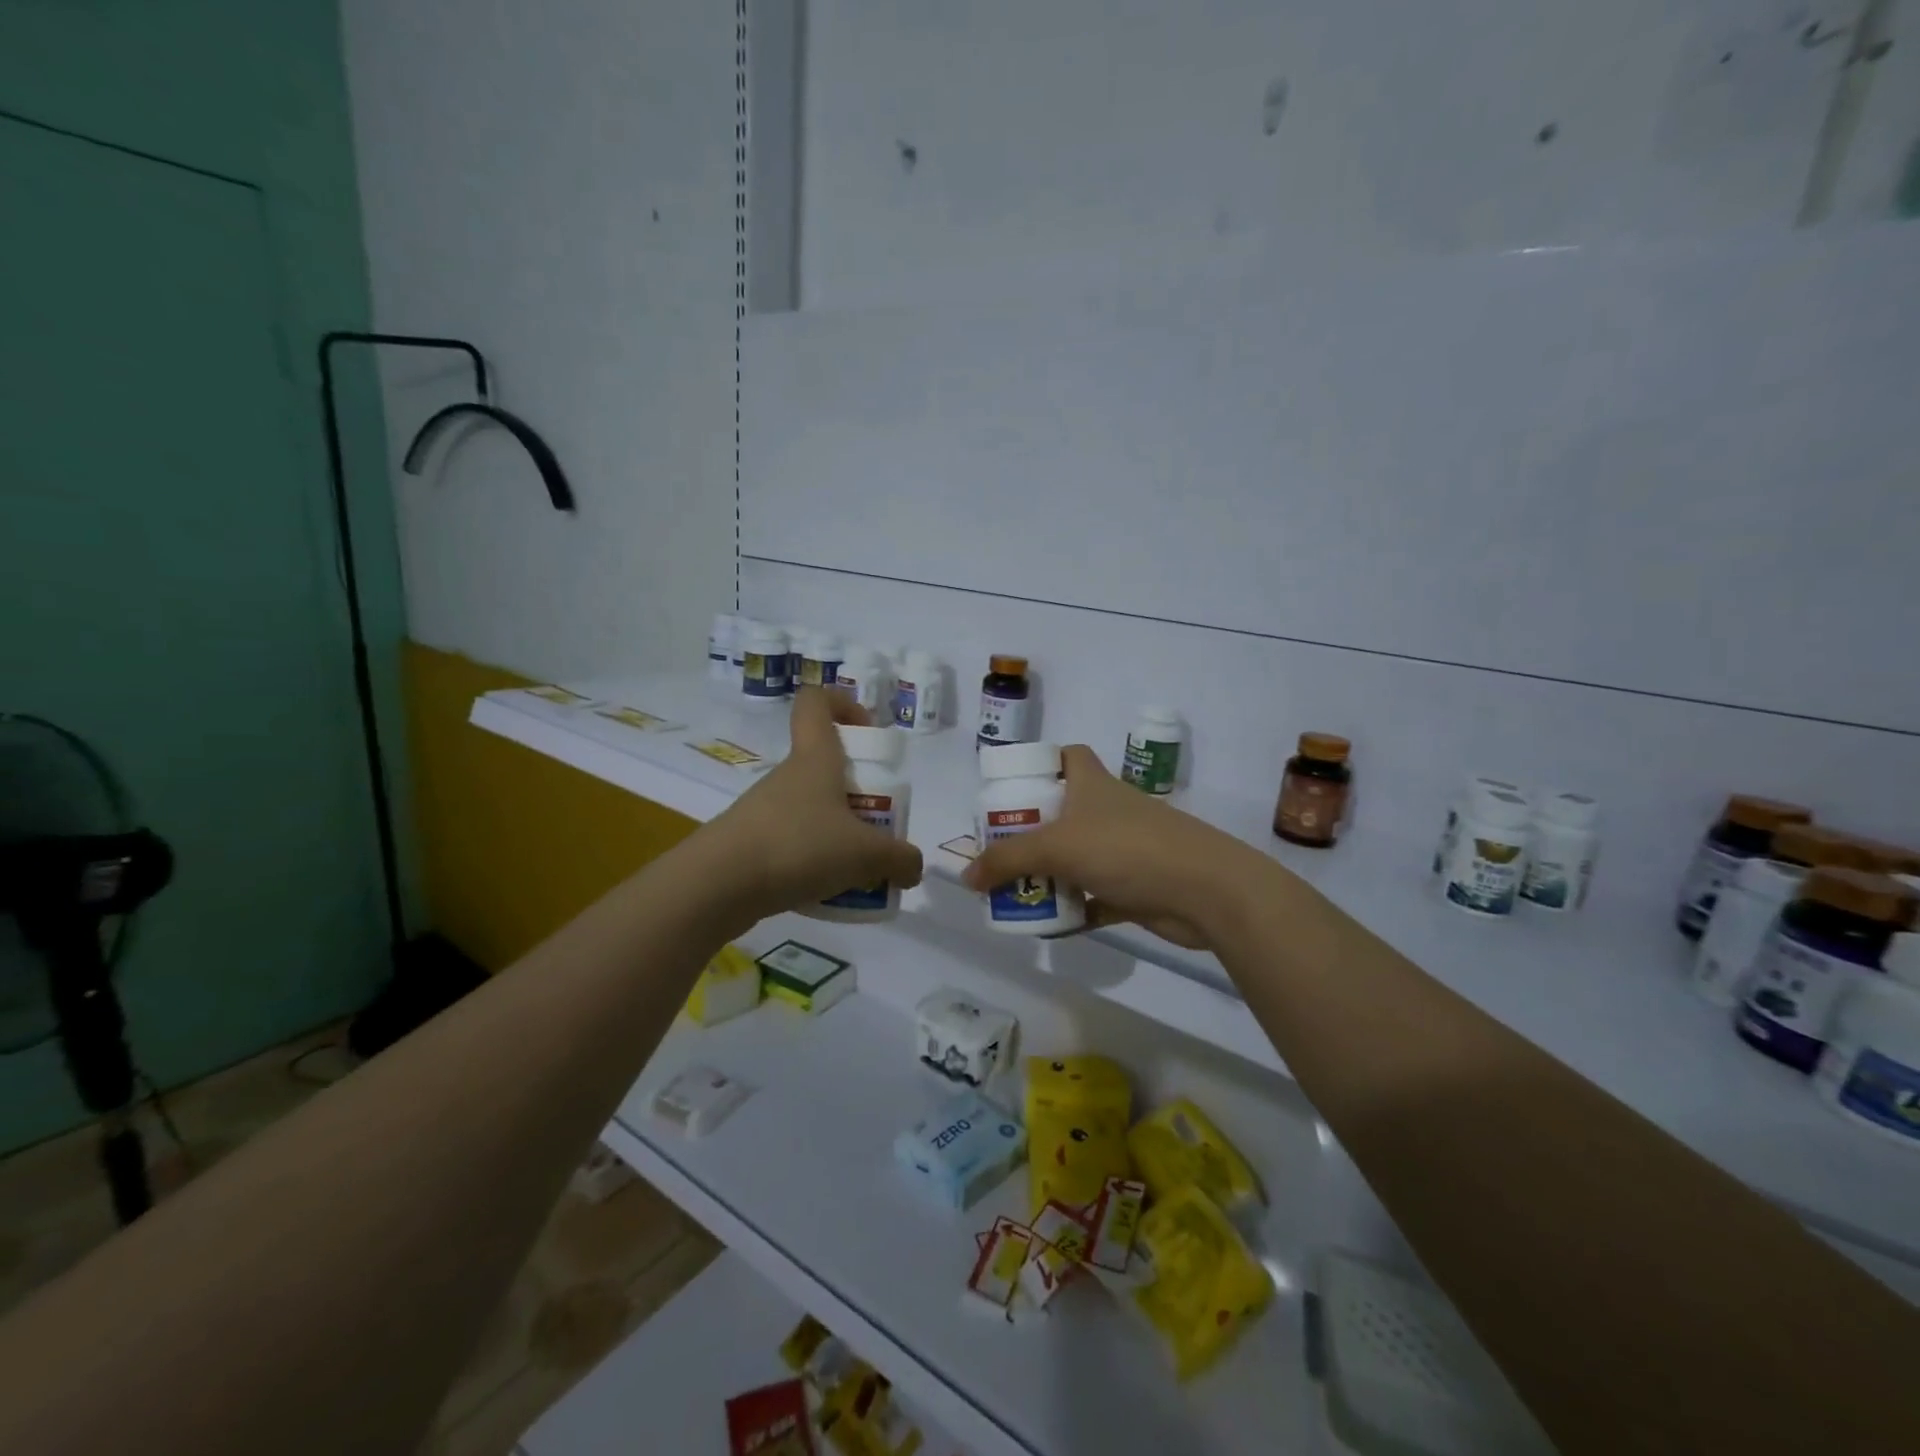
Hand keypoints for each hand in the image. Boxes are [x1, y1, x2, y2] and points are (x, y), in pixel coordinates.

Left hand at [703, 688, 923, 923]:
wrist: (718, 884)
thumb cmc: (799, 846)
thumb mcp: (866, 855)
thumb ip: (900, 859)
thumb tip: (913, 868)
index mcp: (815, 758)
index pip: (817, 702)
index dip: (844, 704)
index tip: (868, 732)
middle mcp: (788, 775)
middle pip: (825, 765)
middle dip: (857, 791)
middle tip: (878, 824)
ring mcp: (765, 808)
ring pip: (811, 807)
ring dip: (837, 831)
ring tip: (857, 869)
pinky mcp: (750, 841)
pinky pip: (793, 840)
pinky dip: (814, 859)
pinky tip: (826, 890)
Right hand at [961, 746, 1247, 949]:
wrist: (1206, 891)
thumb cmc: (1127, 849)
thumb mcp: (1058, 847)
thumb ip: (1008, 861)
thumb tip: (967, 876)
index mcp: (1092, 785)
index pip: (1067, 756)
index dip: (1041, 764)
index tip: (1012, 786)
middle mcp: (1108, 811)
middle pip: (1063, 811)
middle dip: (1030, 830)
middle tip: (998, 850)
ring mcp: (1124, 849)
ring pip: (1077, 856)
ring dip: (1049, 872)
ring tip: (1013, 890)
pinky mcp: (1135, 886)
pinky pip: (1094, 896)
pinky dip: (1074, 908)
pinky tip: (1049, 924)